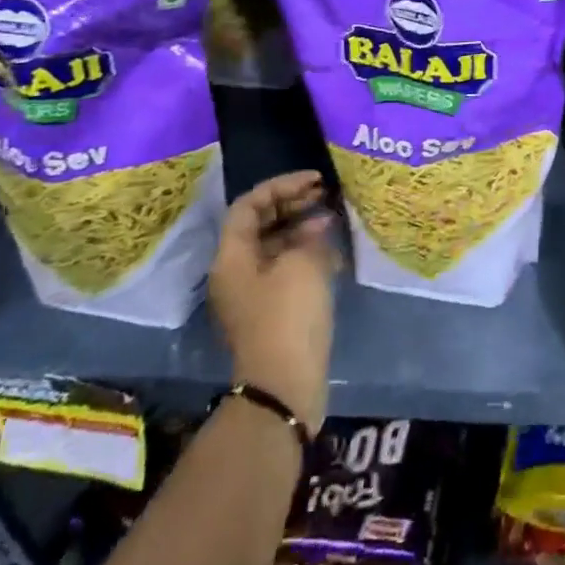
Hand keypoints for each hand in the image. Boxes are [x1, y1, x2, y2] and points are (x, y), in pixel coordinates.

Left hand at [208, 171, 339, 430]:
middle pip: (260, 225)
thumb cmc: (288, 315)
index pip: (249, 205)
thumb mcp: (303, 264)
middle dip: (292, 204)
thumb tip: (318, 225)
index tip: (314, 180)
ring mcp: (253, 294)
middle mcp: (236, 272)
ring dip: (302, 228)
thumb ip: (310, 235)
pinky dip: (306, 253)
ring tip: (333, 218)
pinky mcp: (271, 311)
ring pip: (275, 246)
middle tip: (325, 194)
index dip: (281, 186)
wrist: (284, 384)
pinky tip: (331, 250)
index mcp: (232, 258)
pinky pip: (286, 269)